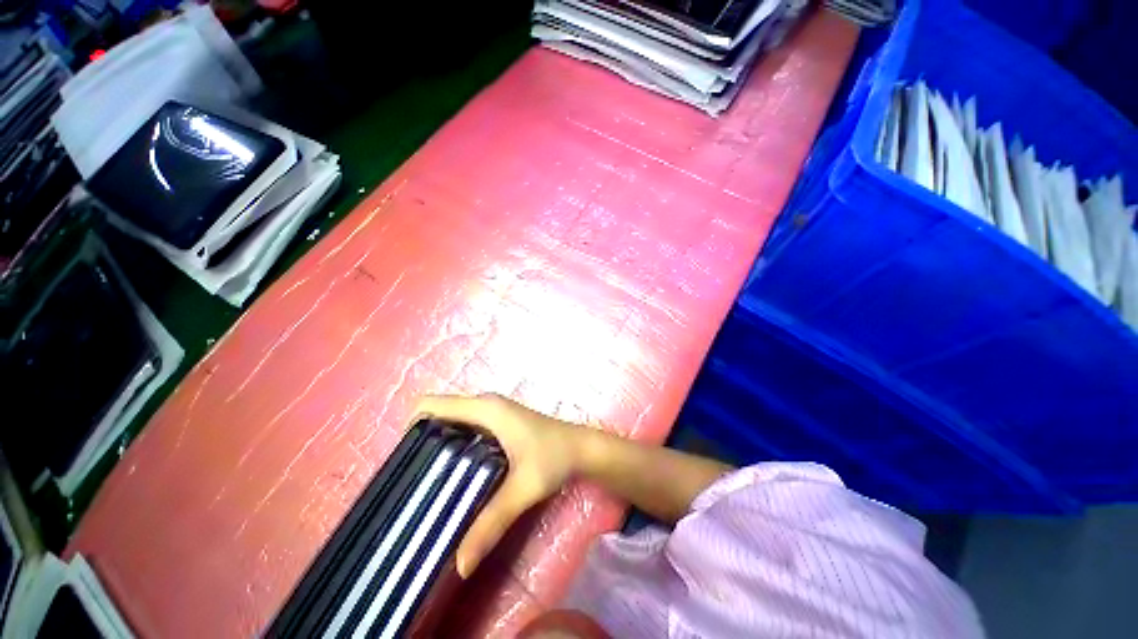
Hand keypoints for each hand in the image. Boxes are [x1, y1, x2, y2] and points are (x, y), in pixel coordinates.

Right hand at [414, 394, 583, 577]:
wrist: (581, 448)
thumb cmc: (554, 457)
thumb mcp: (522, 488)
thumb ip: (491, 522)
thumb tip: (460, 565)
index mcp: (485, 409)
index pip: (431, 405)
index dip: (411, 428)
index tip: (405, 464)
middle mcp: (485, 405)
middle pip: (438, 414)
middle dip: (421, 441)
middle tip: (413, 481)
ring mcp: (493, 412)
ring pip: (451, 421)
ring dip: (437, 444)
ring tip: (429, 481)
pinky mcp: (498, 422)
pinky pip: (465, 427)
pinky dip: (453, 444)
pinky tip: (455, 474)